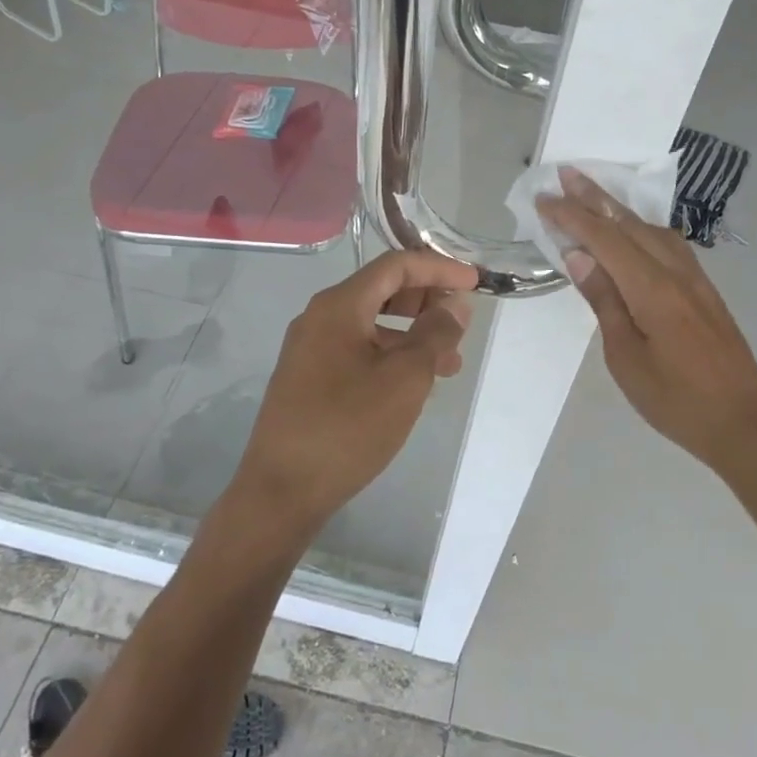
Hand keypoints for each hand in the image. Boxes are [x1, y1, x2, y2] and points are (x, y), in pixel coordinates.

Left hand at [237, 250, 476, 532]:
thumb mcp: (405, 378)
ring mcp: (310, 348)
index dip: (438, 268)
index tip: (474, 283)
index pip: (395, 266)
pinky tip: (414, 384)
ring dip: (413, 334)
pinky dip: (391, 355)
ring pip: (372, 324)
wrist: (281, 490)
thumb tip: (454, 305)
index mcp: (339, 306)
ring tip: (450, 364)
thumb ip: (435, 334)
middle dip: (426, 300)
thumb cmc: (348, 427)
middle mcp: (320, 317)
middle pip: (382, 290)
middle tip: (461, 322)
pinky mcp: (309, 377)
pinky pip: (358, 349)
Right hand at [539, 169, 756, 473]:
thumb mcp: (626, 357)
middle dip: (594, 197)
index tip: (544, 198)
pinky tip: (634, 231)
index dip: (572, 216)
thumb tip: (580, 256)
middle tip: (565, 173)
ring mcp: (696, 279)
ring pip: (652, 229)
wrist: (746, 423)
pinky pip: (668, 244)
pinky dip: (642, 227)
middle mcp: (676, 272)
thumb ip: (604, 301)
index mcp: (652, 289)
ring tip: (592, 194)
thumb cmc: (676, 400)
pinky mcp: (705, 291)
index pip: (605, 238)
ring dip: (619, 208)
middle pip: (629, 223)